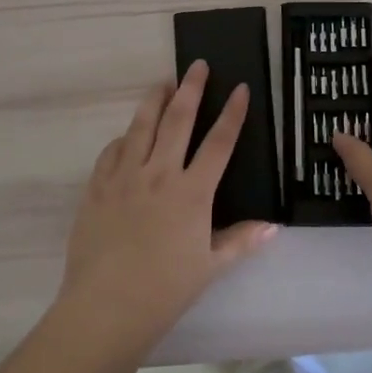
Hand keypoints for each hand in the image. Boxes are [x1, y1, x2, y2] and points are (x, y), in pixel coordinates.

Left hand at [58, 60, 278, 350]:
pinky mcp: (97, 187)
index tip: (240, 89)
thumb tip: (273, 226)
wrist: (106, 307)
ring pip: (141, 126)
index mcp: (192, 192)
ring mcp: (124, 177)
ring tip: (163, 82)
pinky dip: (124, 138)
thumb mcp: (210, 267)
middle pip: (178, 120)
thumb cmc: (165, 290)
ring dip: (154, 100)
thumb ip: (241, 241)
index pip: (218, 143)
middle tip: (198, 65)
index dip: (232, 114)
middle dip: (191, 89)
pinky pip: (112, 151)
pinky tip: (128, 135)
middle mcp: (159, 174)